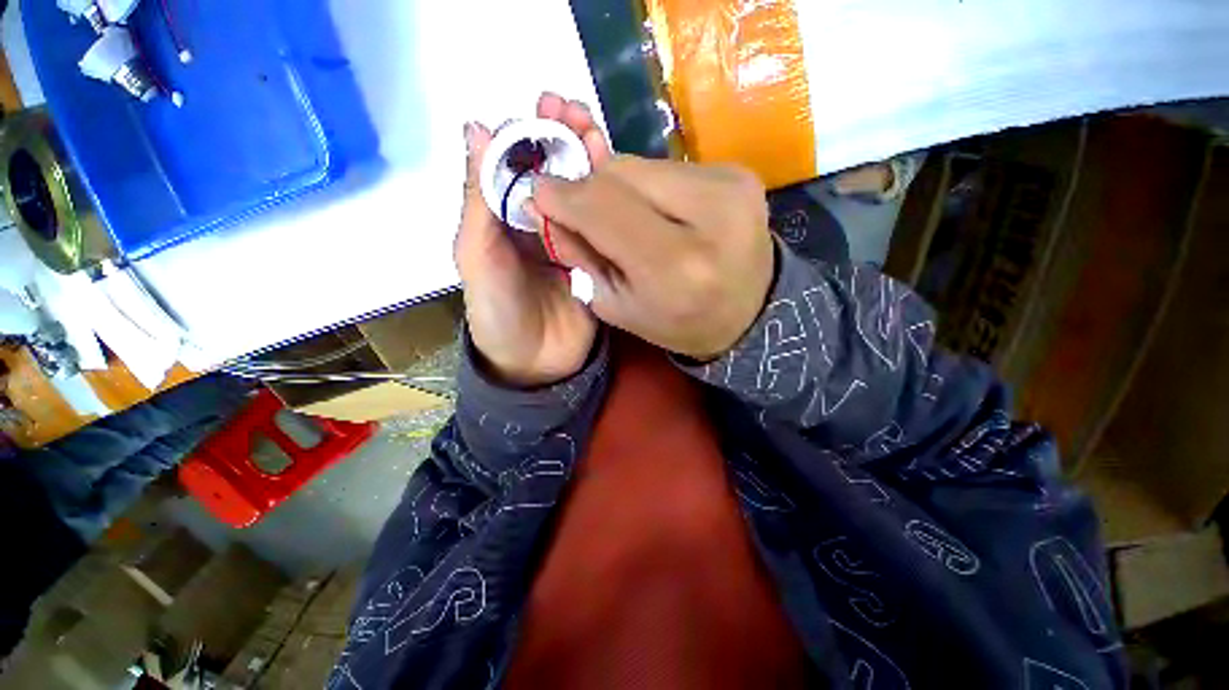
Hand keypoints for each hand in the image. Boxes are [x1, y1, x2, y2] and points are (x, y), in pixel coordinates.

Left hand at [455, 93, 610, 386]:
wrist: (535, 365)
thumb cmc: (498, 313)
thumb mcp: (476, 257)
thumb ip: (478, 201)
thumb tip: (477, 128)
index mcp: (506, 219)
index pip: (518, 164)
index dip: (529, 133)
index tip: (545, 108)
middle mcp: (541, 224)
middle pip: (553, 173)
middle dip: (562, 138)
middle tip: (574, 110)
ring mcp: (573, 242)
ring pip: (581, 193)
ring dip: (588, 160)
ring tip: (595, 132)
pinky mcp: (598, 261)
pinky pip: (604, 226)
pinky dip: (610, 201)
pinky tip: (618, 180)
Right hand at [531, 158, 774, 360]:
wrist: (749, 312)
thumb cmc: (678, 322)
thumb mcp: (618, 306)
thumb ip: (580, 255)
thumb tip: (547, 204)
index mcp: (675, 268)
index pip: (603, 208)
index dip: (563, 196)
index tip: (539, 191)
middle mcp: (710, 218)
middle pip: (620, 173)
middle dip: (592, 190)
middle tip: (588, 214)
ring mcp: (732, 187)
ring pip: (643, 163)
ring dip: (622, 188)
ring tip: (633, 220)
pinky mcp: (740, 173)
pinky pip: (670, 166)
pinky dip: (652, 186)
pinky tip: (664, 214)